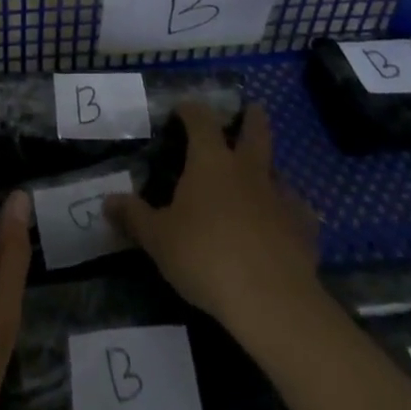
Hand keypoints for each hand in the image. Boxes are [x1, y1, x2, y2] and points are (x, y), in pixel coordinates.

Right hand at [105, 101, 321, 337]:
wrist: (272, 300)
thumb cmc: (206, 257)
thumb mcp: (158, 239)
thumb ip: (134, 217)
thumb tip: (107, 200)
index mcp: (211, 161)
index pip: (201, 120)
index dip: (191, 110)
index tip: (183, 109)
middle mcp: (247, 170)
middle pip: (255, 131)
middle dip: (252, 118)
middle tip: (252, 109)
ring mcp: (280, 198)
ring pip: (278, 170)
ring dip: (270, 168)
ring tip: (263, 174)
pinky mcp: (303, 230)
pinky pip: (298, 211)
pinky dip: (290, 211)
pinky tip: (285, 222)